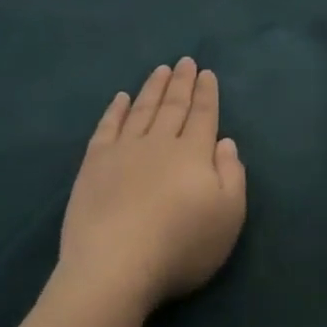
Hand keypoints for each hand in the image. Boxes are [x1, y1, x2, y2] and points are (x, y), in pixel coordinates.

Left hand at [58, 58, 247, 312]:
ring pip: (141, 110)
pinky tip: (120, 98)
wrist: (115, 265)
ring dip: (152, 89)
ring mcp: (123, 150)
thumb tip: (224, 142)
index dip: (206, 94)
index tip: (206, 73)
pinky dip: (115, 110)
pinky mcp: (94, 164)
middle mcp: (159, 142)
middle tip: (185, 61)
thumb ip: (232, 175)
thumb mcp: (228, 217)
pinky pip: (107, 127)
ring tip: (160, 70)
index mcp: (193, 153)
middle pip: (172, 106)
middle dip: (181, 83)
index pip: (202, 115)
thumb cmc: (181, 245)